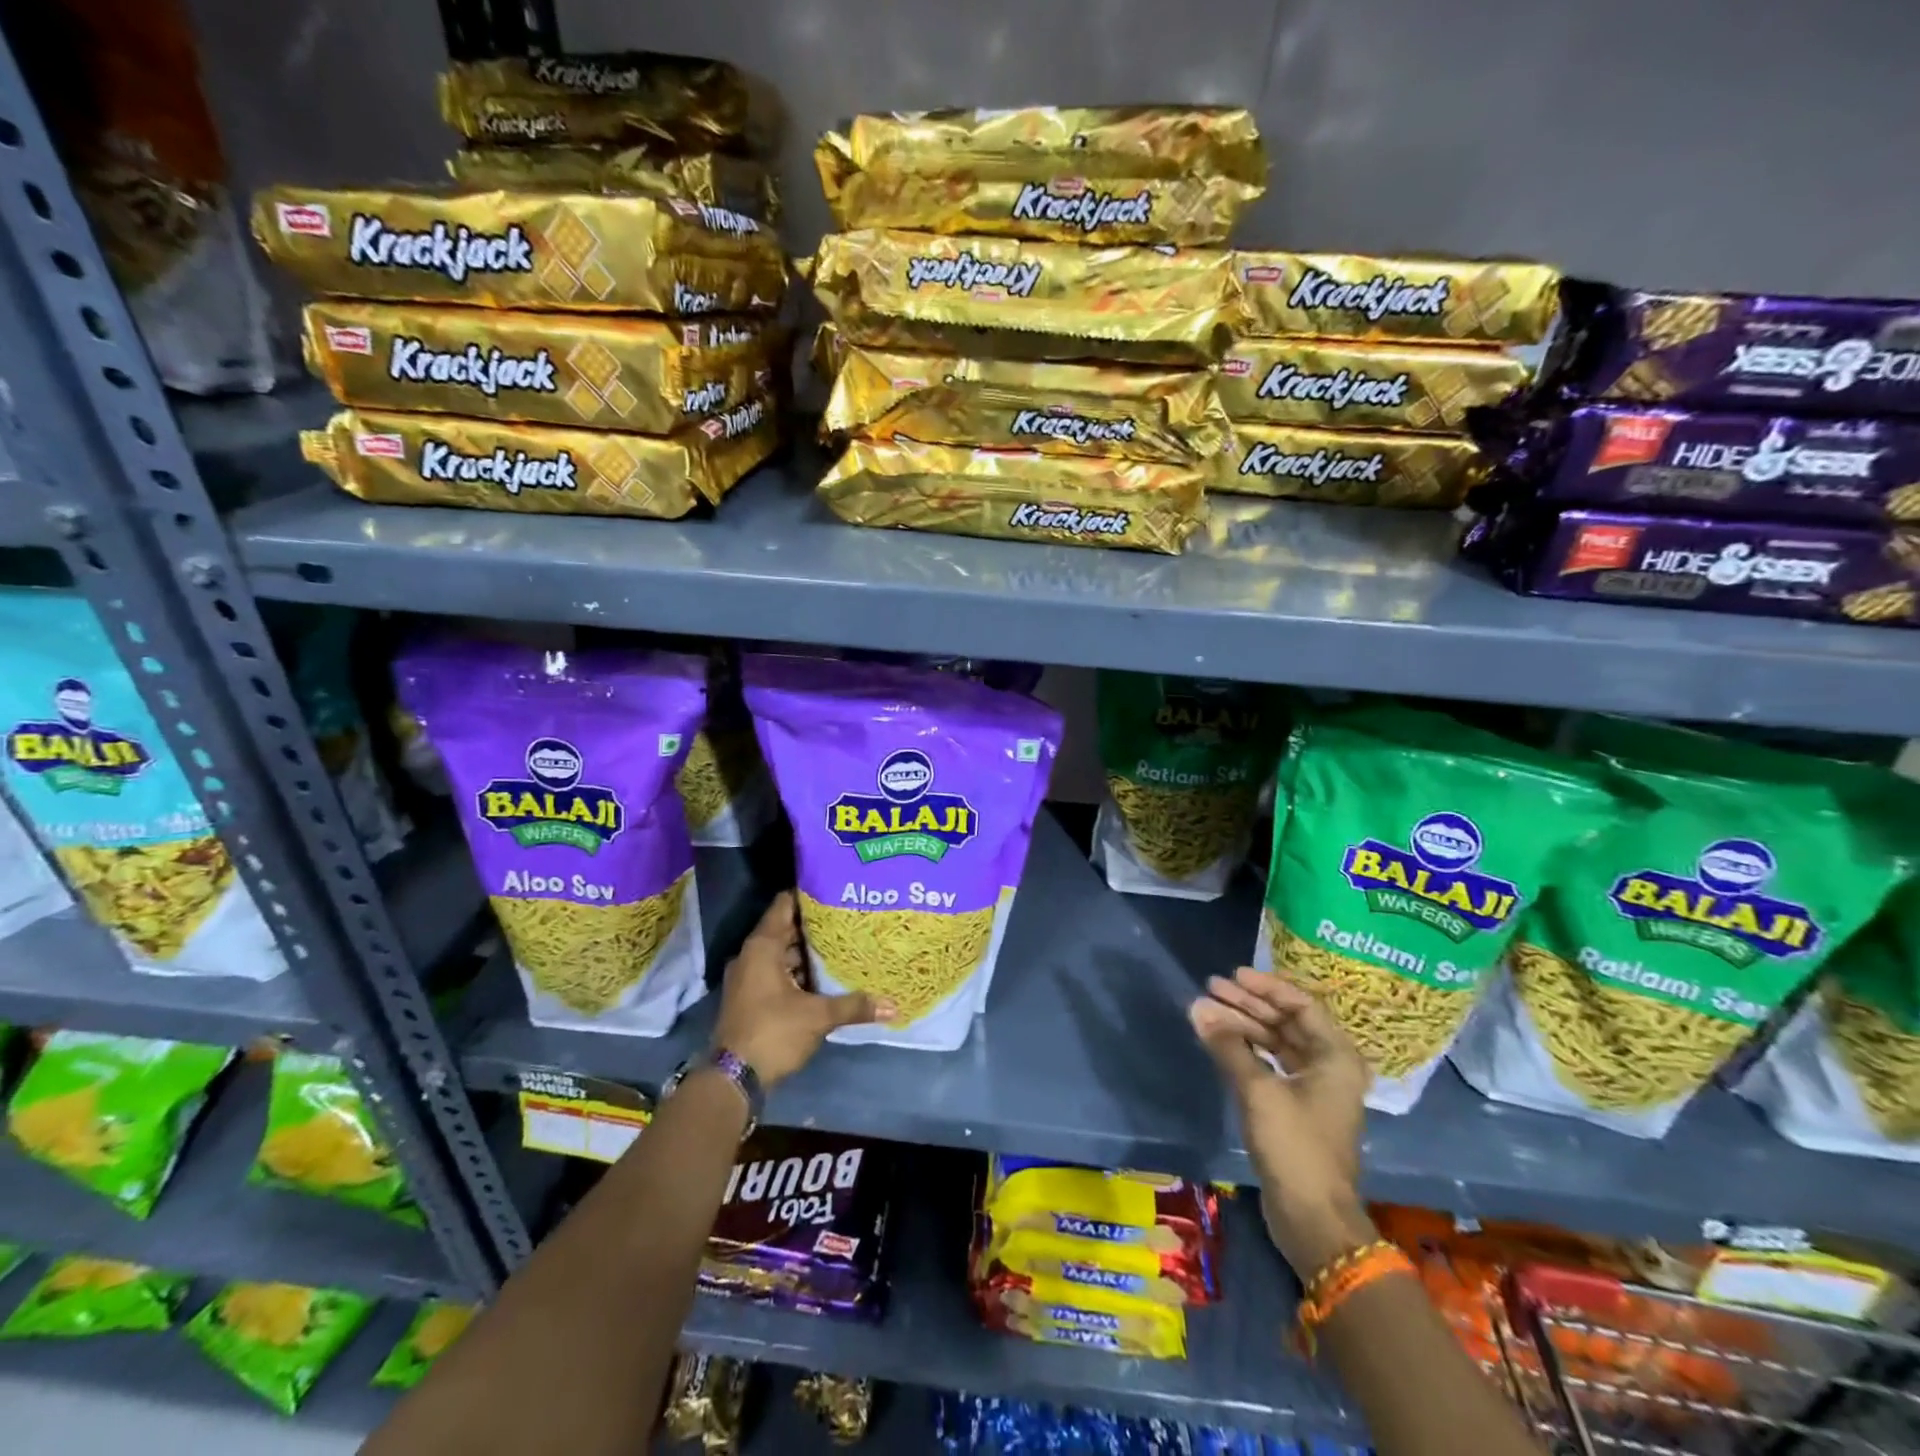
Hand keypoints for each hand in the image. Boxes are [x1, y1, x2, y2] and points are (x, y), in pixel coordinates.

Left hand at [712, 892, 893, 1087]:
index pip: (784, 905)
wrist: (733, 1079)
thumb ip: (853, 1005)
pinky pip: (778, 972)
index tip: (835, 889)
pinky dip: (799, 971)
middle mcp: (752, 956)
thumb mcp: (817, 1016)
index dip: (808, 894)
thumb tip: (892, 1005)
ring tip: (842, 944)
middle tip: (848, 917)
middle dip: (815, 925)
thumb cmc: (773, 1032)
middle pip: (786, 929)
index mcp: (762, 947)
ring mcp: (749, 977)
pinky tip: (825, 976)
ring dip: (808, 951)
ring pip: (782, 953)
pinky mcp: (751, 997)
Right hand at [1190, 967, 1375, 1275]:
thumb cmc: (1295, 1147)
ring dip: (1245, 1026)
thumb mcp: (1258, 1091)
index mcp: (1336, 1057)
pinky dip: (1247, 1050)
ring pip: (1278, 1043)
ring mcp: (1315, 1089)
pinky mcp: (1297, 1108)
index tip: (1233, 975)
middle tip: (1212, 989)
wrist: (1313, 1220)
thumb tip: (1197, 1007)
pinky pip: (1272, 1064)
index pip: (1301, 1005)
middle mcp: (1330, 1067)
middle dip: (1249, 1005)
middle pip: (1287, 1022)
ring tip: (1208, 1012)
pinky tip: (1222, 1042)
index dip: (1266, 987)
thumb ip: (1227, 1045)